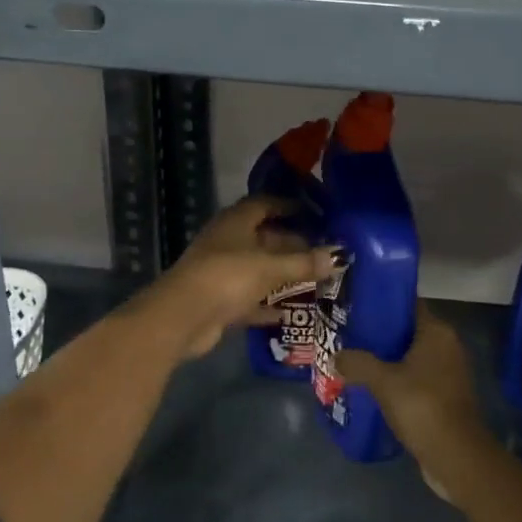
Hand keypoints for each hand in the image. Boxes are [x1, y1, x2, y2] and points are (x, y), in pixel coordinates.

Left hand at [136, 197, 336, 360]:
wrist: (183, 317)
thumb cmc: (227, 277)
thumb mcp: (270, 267)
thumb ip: (304, 262)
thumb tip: (338, 256)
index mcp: (236, 221)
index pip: (265, 204)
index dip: (289, 206)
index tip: (316, 213)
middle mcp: (228, 242)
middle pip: (265, 238)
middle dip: (293, 244)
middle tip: (324, 252)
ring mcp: (222, 272)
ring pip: (260, 269)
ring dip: (284, 275)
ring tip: (317, 280)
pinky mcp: (221, 301)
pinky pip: (252, 298)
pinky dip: (269, 304)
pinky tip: (292, 312)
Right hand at [338, 305, 490, 491]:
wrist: (456, 457)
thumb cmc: (422, 406)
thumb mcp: (383, 381)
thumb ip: (357, 363)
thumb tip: (335, 356)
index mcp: (437, 332)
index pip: (408, 304)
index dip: (382, 303)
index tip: (355, 307)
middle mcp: (446, 346)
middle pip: (407, 331)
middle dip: (379, 334)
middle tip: (347, 335)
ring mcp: (447, 372)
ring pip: (409, 357)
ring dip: (385, 360)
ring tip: (353, 360)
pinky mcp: (444, 396)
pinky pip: (414, 378)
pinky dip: (395, 380)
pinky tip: (371, 387)